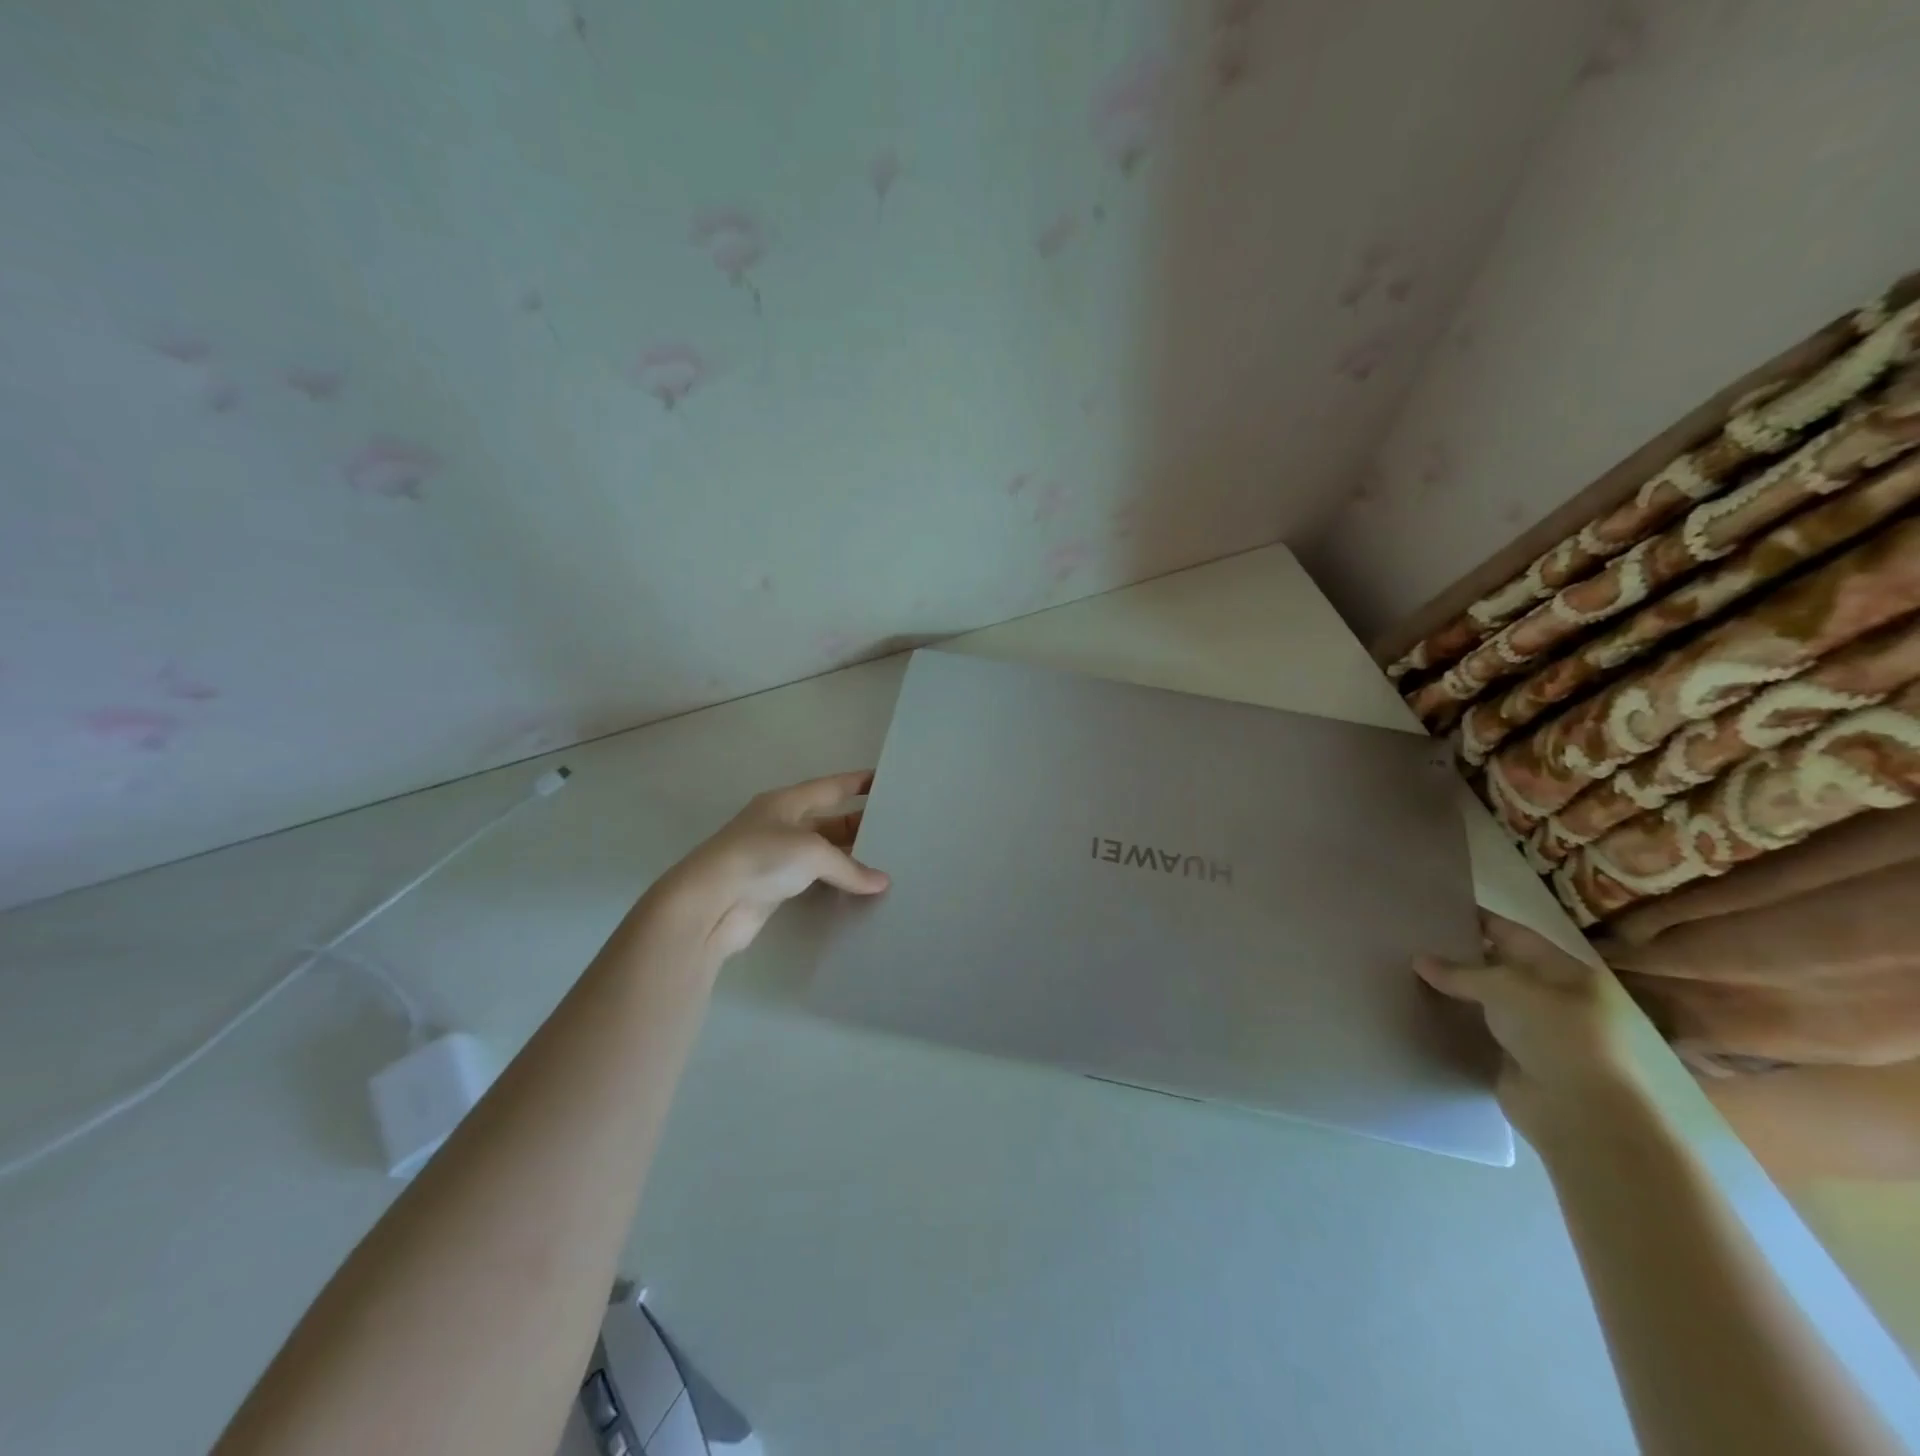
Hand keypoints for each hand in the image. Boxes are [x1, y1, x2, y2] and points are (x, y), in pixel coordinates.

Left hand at [659, 772, 890, 957]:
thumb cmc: (760, 858)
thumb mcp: (811, 852)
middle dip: (859, 823)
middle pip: (828, 820)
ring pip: (822, 852)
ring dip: (848, 857)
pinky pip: (813, 879)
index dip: (857, 782)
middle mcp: (781, 825)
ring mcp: (775, 857)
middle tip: (896, 830)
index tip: (885, 781)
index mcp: (786, 802)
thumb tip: (881, 883)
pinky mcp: (773, 887)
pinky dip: (835, 882)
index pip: (830, 786)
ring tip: (885, 861)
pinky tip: (857, 889)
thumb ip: (849, 867)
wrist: (710, 903)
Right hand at [1415, 912, 1647, 1145]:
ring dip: (1454, 991)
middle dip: (1460, 955)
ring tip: (1407, 971)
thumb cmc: (1556, 1035)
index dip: (1477, 920)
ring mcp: (1535, 1030)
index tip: (1436, 910)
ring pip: (1485, 1000)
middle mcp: (1554, 998)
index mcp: (1566, 972)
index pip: (1514, 934)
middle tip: (1412, 941)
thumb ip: (1459, 972)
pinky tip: (1422, 1008)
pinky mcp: (1514, 1057)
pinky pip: (1478, 1029)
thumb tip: (1419, 960)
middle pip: (1498, 967)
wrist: (1577, 1112)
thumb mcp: (1505, 988)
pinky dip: (1455, 1020)